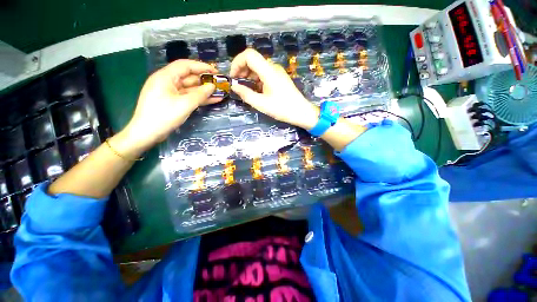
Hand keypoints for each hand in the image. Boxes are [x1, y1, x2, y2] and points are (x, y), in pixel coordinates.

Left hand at [118, 60, 220, 155]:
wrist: (147, 133)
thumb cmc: (163, 116)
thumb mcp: (184, 104)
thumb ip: (200, 95)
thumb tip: (212, 87)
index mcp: (166, 77)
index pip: (185, 66)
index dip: (201, 66)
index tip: (215, 71)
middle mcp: (168, 82)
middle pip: (189, 77)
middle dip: (205, 80)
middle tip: (220, 83)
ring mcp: (171, 93)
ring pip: (190, 88)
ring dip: (204, 90)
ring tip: (220, 92)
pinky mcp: (173, 102)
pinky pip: (189, 97)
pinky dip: (200, 98)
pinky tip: (213, 99)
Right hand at [230, 49, 318, 129]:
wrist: (301, 112)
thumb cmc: (282, 109)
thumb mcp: (261, 104)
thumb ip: (246, 94)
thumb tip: (234, 86)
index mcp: (269, 71)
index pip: (249, 55)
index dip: (237, 62)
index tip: (233, 77)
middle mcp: (273, 68)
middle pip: (253, 60)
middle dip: (242, 70)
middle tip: (238, 85)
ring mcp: (277, 72)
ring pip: (258, 68)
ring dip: (249, 76)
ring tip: (245, 90)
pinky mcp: (279, 78)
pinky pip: (264, 74)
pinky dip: (256, 80)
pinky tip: (256, 91)